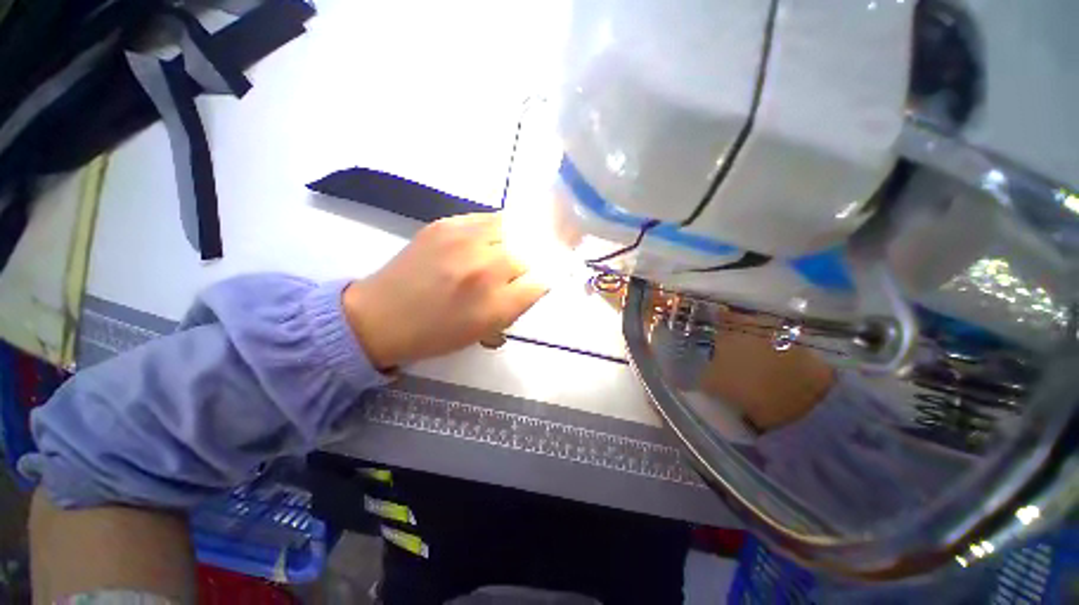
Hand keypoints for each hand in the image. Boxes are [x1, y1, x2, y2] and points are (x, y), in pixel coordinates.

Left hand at [343, 214, 548, 367]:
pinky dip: (494, 230)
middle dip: (525, 266)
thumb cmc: (435, 334)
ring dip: (512, 243)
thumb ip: (514, 307)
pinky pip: (487, 219)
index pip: (541, 283)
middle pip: (528, 255)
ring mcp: (465, 241)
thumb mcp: (483, 331)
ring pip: (513, 230)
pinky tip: (483, 241)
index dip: (540, 283)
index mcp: (496, 306)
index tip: (533, 284)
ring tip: (500, 252)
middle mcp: (486, 270)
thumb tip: (532, 284)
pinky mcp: (446, 224)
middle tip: (513, 272)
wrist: (380, 316)